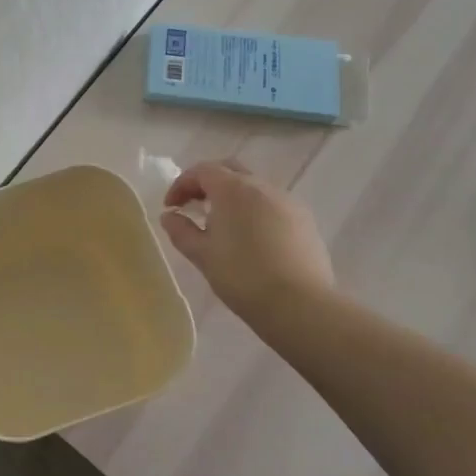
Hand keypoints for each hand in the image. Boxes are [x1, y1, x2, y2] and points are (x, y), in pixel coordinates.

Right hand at [162, 160, 333, 317]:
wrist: (300, 305)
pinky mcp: (305, 221)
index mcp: (233, 189)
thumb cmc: (242, 276)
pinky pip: (273, 204)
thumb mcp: (202, 255)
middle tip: (194, 206)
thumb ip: (181, 231)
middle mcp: (262, 186)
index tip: (170, 207)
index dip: (181, 185)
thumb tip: (169, 216)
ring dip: (233, 197)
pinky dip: (255, 211)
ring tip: (222, 225)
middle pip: (230, 170)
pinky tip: (252, 238)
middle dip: (207, 183)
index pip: (202, 171)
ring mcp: (288, 201)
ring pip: (254, 187)